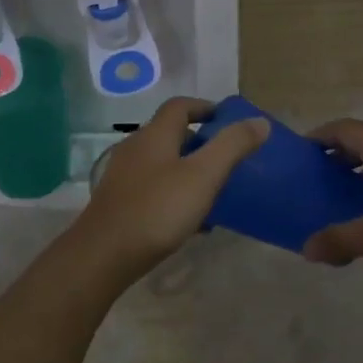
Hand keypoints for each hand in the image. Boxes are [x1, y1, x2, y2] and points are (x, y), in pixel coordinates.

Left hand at [80, 97, 269, 273]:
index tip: (227, 120)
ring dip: (187, 170)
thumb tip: (260, 121)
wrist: (102, 256)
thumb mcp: (203, 176)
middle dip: (199, 142)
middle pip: (171, 134)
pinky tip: (189, 221)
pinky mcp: (118, 203)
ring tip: (212, 191)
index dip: (205, 107)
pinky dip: (174, 193)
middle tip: (226, 158)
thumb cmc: (157, 209)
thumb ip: (232, 146)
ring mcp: (124, 176)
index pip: (180, 106)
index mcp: (155, 134)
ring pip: (162, 163)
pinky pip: (153, 188)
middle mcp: (136, 148)